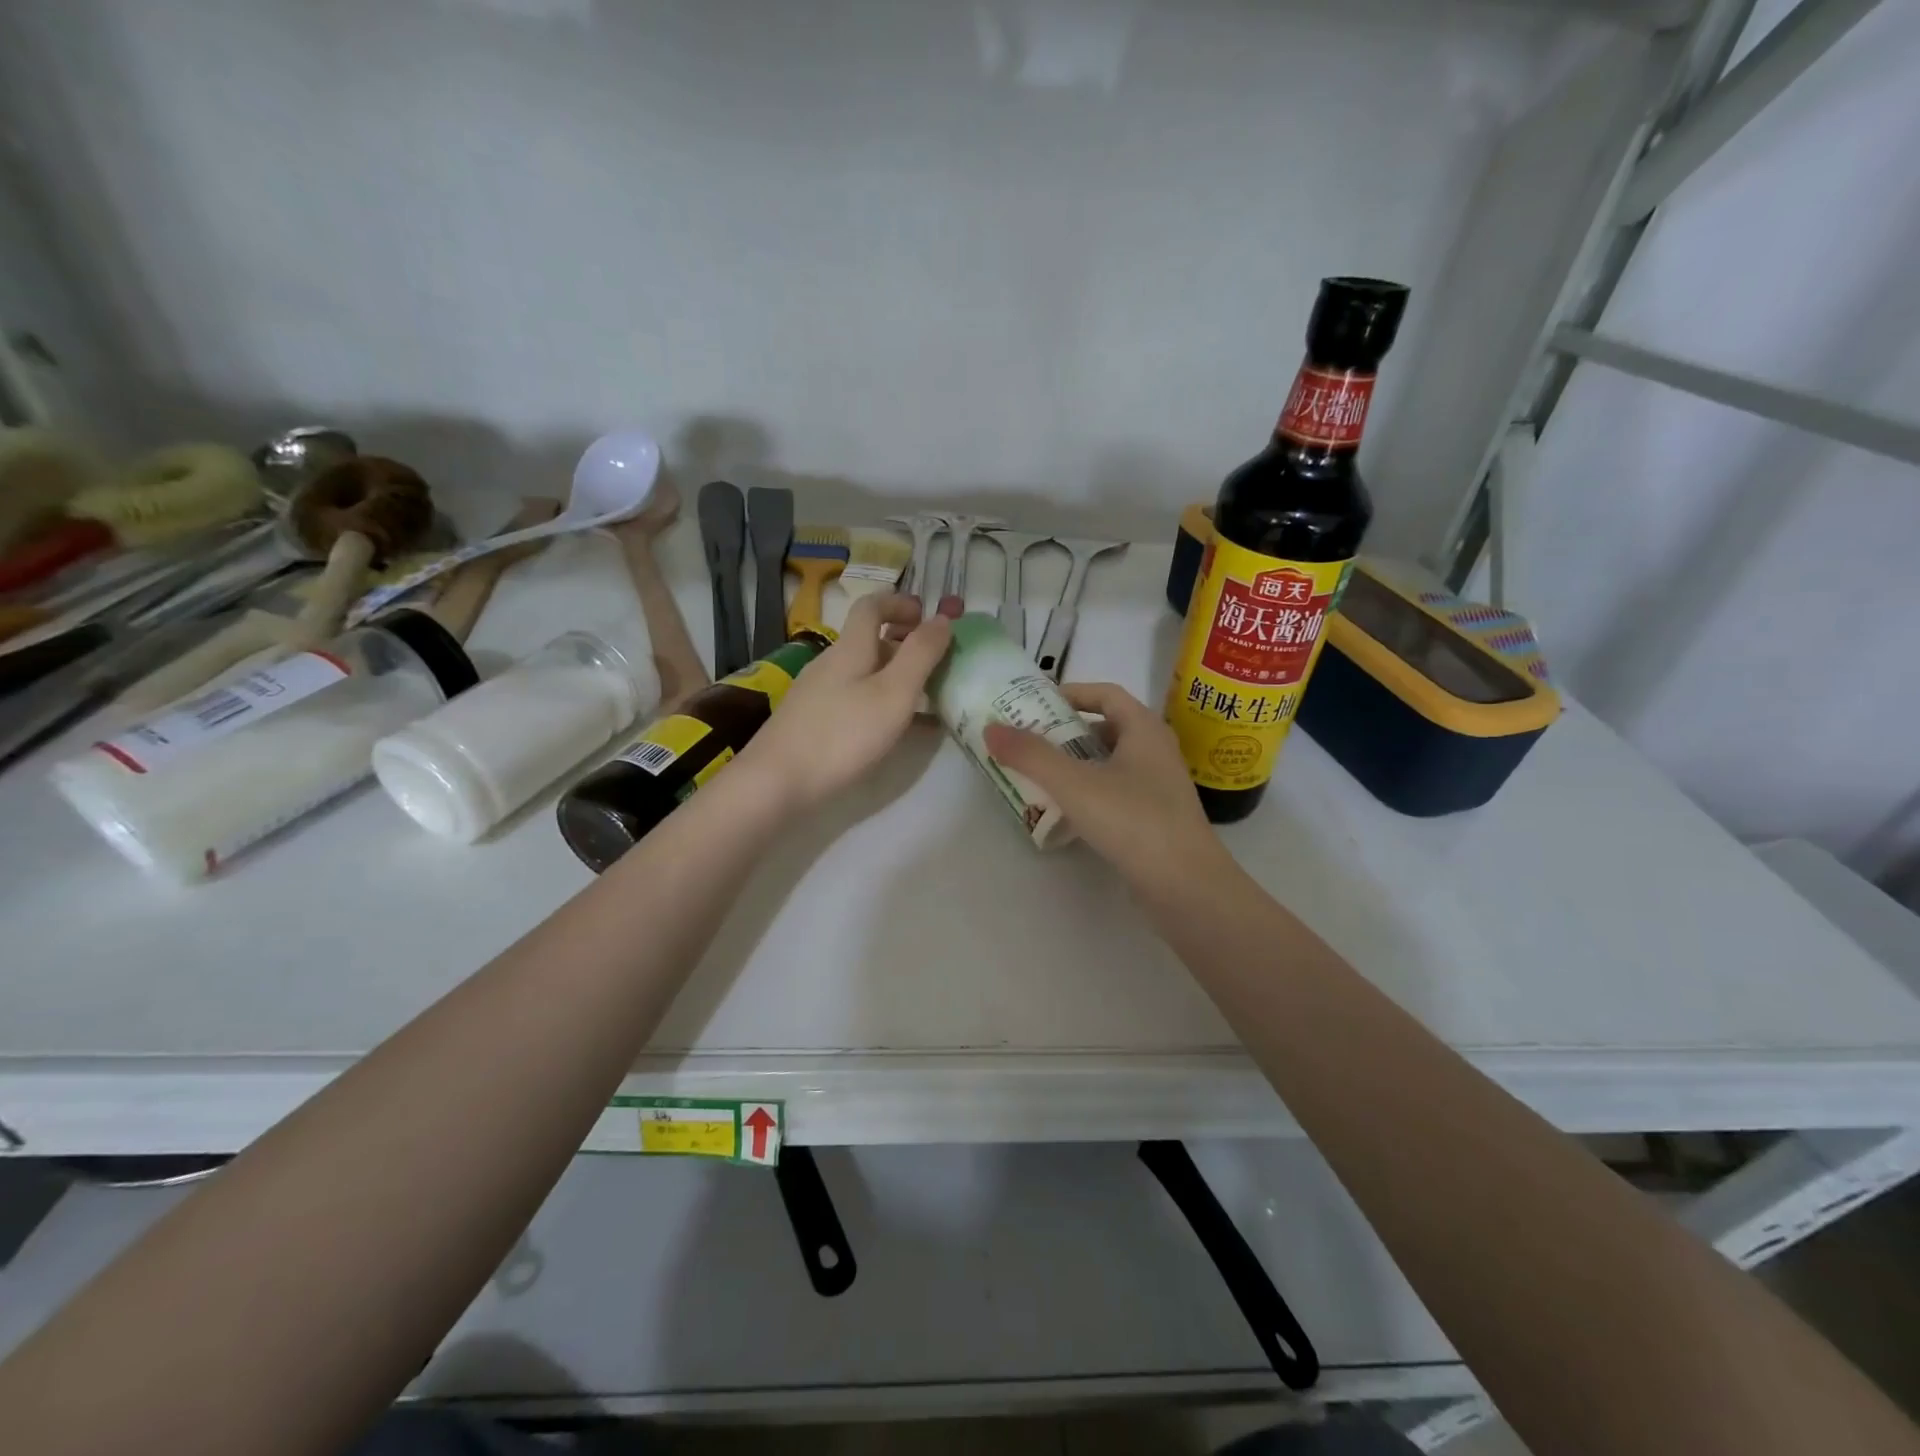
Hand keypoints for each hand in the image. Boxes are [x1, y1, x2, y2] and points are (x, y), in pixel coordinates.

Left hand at [742, 592, 951, 808]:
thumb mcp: (893, 693)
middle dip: (904, 644)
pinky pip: (855, 699)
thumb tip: (943, 618)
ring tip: (926, 699)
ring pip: (863, 672)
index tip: (928, 617)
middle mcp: (831, 664)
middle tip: (937, 662)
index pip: (871, 606)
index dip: (900, 603)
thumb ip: (920, 654)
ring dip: (896, 676)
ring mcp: (818, 694)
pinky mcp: (812, 722)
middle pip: (869, 640)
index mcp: (850, 648)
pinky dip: (881, 703)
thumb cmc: (842, 735)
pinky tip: (897, 731)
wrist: (777, 783)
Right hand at [983, 682, 1226, 887]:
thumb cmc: (1133, 820)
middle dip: (1067, 732)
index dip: (1073, 693)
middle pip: (1107, 728)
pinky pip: (1116, 792)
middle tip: (1029, 741)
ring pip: (1110, 763)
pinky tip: (1065, 812)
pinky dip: (1089, 793)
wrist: (1186, 886)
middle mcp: (1156, 751)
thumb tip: (991, 728)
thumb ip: (1031, 755)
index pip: (1107, 694)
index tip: (1037, 703)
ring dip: (1076, 764)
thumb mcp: (1074, 784)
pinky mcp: (1156, 818)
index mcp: (1144, 729)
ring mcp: (1159, 787)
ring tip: (1039, 775)